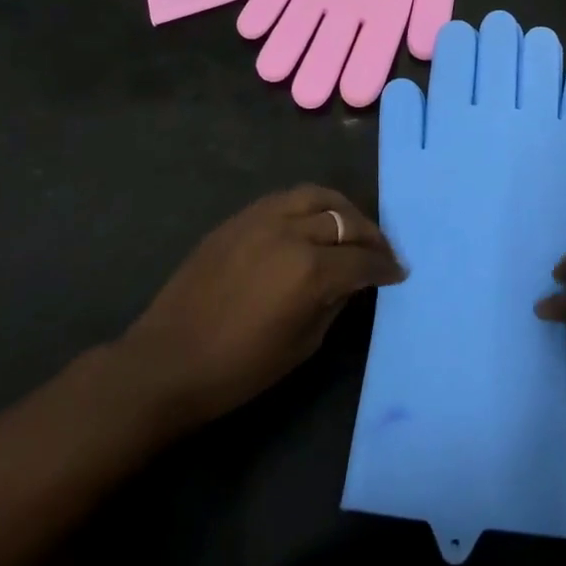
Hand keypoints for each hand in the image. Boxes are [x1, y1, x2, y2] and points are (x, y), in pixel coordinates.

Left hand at [113, 186, 405, 439]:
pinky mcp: (239, 218)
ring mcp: (261, 218)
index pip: (362, 260)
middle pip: (344, 220)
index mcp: (310, 271)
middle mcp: (291, 232)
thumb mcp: (302, 345)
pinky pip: (285, 198)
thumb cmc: (238, 369)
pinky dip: (309, 205)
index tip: (398, 273)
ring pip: (316, 196)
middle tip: (380, 251)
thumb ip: (334, 303)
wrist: (167, 361)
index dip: (385, 267)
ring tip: (351, 226)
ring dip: (342, 209)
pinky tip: (313, 222)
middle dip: (370, 235)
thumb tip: (352, 281)